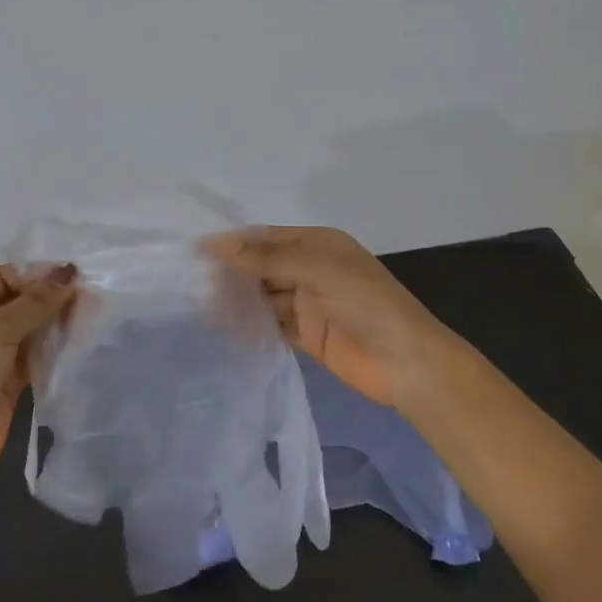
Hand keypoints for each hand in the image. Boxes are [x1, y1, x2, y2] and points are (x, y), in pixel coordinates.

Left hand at [0, 263, 76, 489]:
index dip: (36, 275)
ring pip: (28, 327)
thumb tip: (69, 272)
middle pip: (17, 301)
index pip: (3, 277)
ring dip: (55, 322)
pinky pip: (34, 353)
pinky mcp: (6, 377)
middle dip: (50, 298)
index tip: (73, 277)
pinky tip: (79, 338)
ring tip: (90, 314)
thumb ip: (36, 301)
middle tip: (89, 296)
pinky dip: (53, 346)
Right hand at [204, 226, 458, 413]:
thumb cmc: (367, 304)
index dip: (234, 243)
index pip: (268, 238)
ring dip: (238, 301)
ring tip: (203, 308)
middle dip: (233, 273)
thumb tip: (219, 245)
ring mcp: (309, 304)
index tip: (197, 252)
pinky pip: (271, 324)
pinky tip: (225, 328)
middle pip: (263, 267)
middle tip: (195, 284)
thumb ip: (268, 259)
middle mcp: (311, 270)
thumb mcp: (319, 270)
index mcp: (319, 245)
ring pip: (263, 297)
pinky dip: (251, 325)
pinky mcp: (306, 335)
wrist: (406, 363)